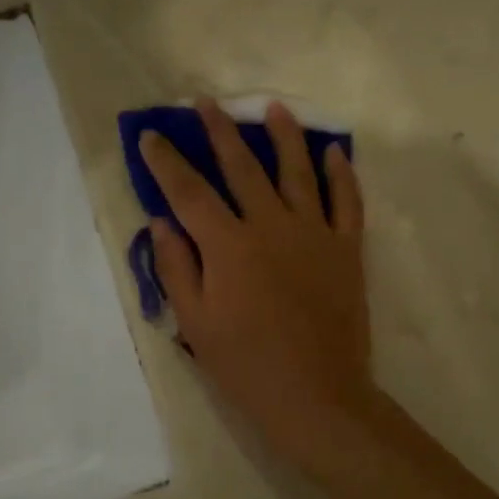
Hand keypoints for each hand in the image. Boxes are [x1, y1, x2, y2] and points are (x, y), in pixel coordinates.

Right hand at [141, 98, 374, 467]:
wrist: (316, 396)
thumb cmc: (246, 365)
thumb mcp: (195, 323)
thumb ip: (177, 267)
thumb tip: (161, 222)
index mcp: (227, 246)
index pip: (189, 192)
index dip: (166, 162)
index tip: (152, 135)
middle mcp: (270, 226)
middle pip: (242, 167)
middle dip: (220, 131)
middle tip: (206, 102)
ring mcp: (314, 234)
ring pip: (297, 172)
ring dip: (284, 136)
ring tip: (273, 109)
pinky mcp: (346, 249)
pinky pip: (346, 201)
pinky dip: (341, 174)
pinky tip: (334, 151)